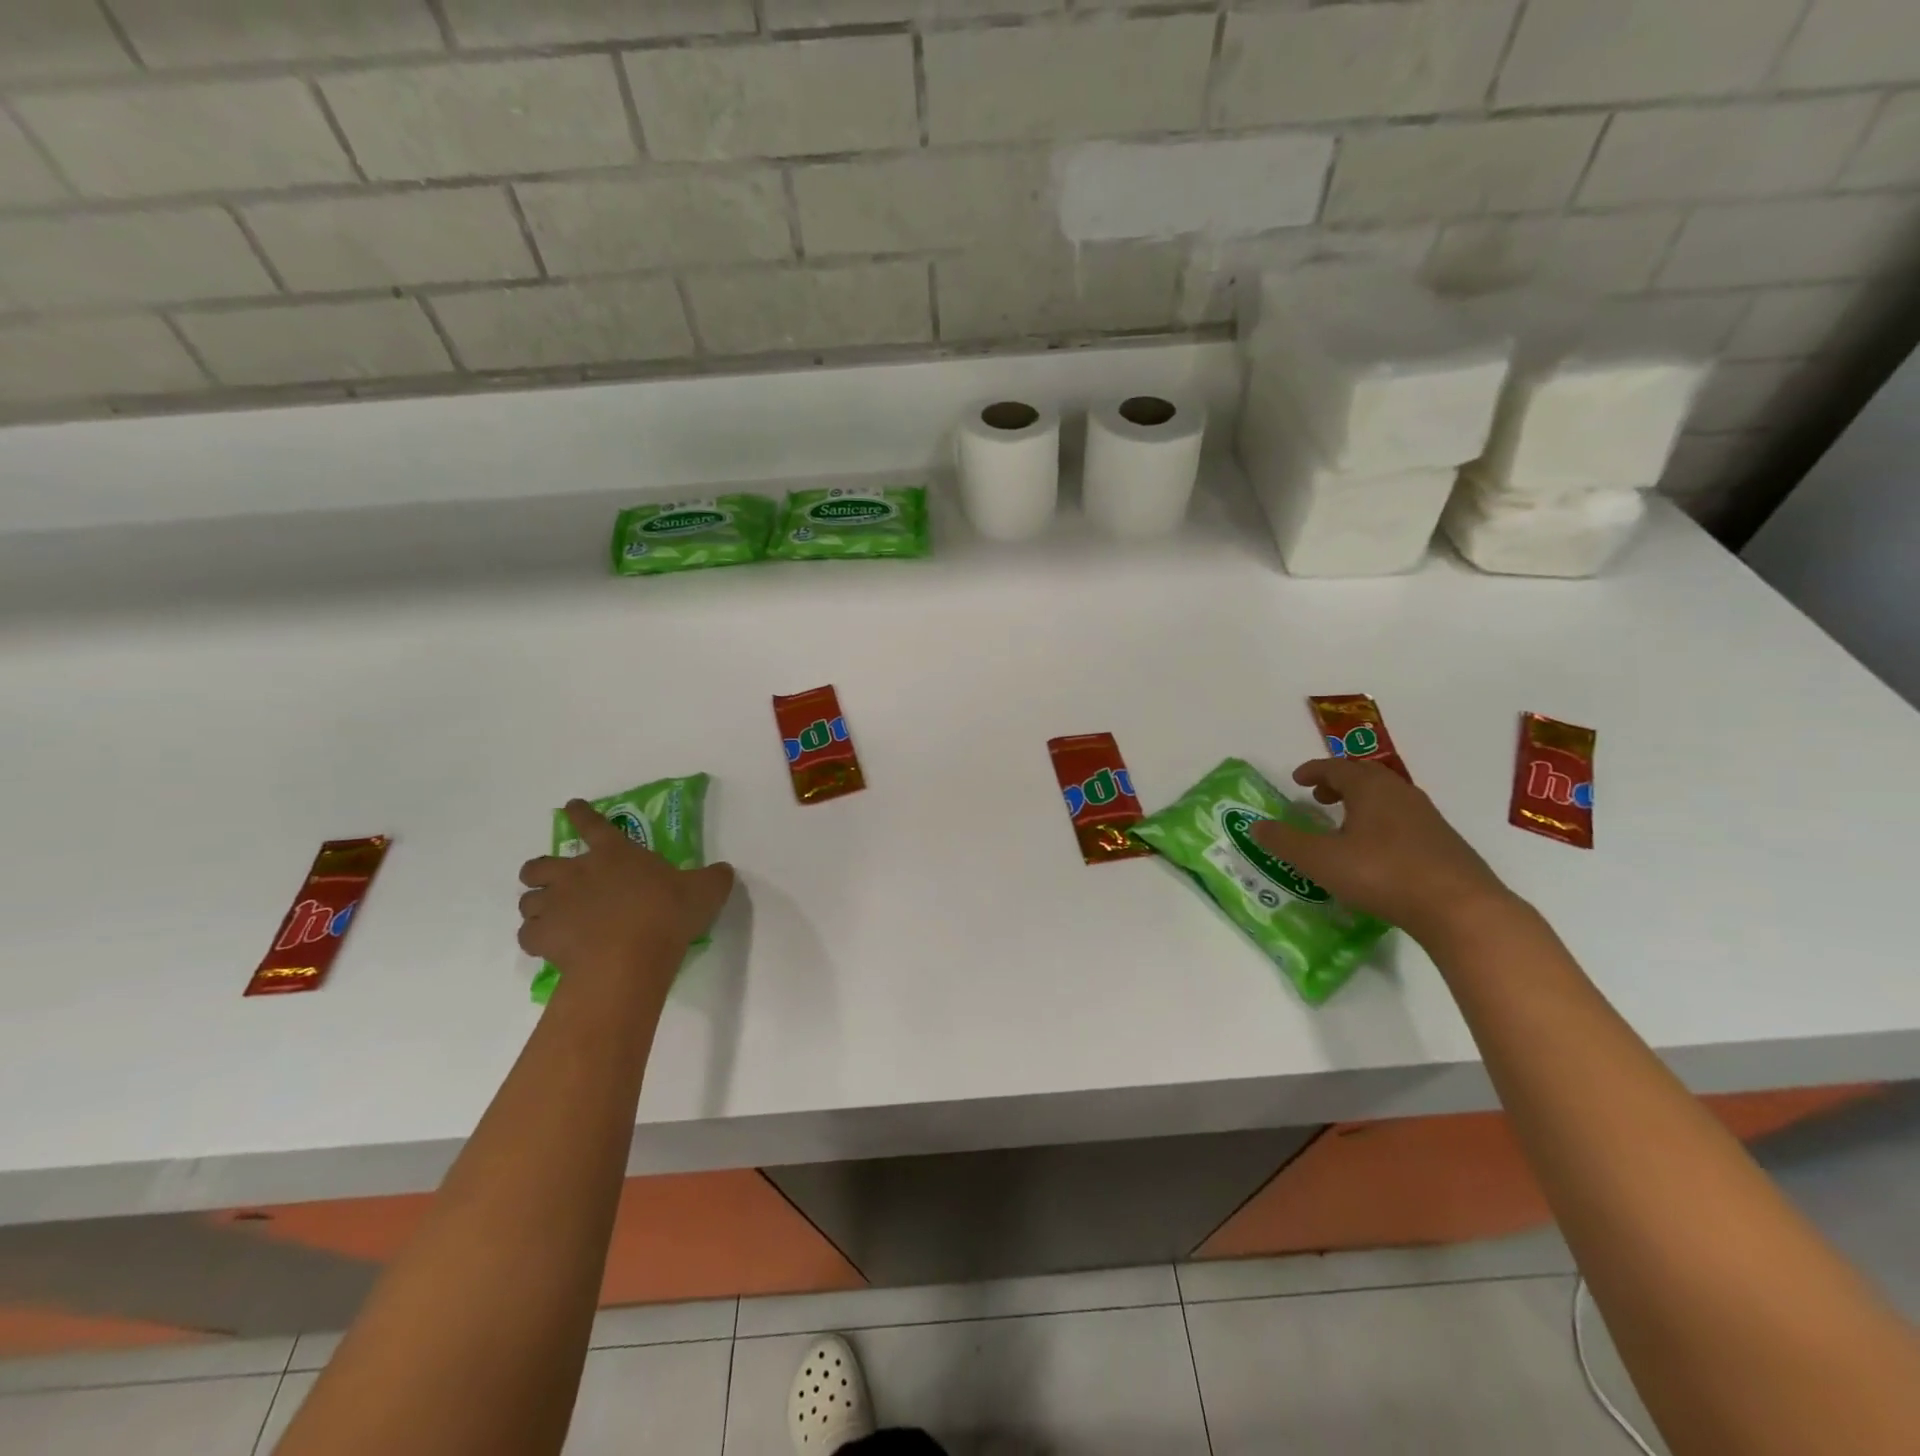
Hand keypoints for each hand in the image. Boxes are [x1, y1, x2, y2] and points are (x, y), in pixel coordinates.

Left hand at [517, 800, 734, 1001]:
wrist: (629, 958)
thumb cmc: (667, 915)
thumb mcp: (706, 891)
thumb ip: (713, 877)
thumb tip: (723, 871)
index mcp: (615, 853)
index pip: (593, 824)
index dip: (581, 813)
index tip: (572, 806)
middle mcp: (577, 873)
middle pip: (540, 864)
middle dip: (542, 870)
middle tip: (556, 882)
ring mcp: (555, 905)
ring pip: (528, 900)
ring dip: (538, 905)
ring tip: (553, 917)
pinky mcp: (542, 938)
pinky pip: (527, 934)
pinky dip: (536, 938)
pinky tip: (550, 945)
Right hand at [1250, 759, 1517, 944]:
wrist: (1460, 908)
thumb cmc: (1382, 874)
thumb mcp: (1321, 860)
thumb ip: (1285, 842)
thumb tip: (1256, 826)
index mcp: (1370, 788)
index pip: (1337, 766)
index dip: (1314, 770)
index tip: (1297, 779)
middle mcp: (1400, 793)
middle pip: (1366, 776)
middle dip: (1339, 782)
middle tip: (1319, 796)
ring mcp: (1427, 817)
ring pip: (1387, 797)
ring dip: (1362, 802)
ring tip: (1344, 823)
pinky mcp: (1443, 842)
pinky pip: (1403, 818)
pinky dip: (1381, 821)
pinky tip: (1376, 850)